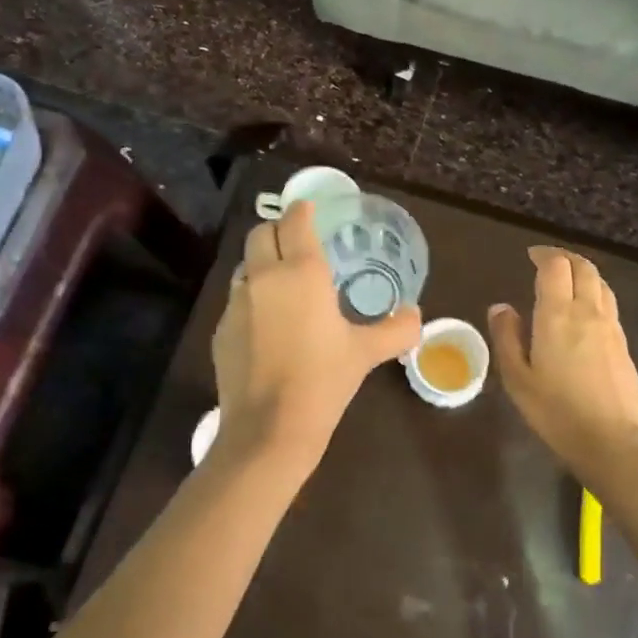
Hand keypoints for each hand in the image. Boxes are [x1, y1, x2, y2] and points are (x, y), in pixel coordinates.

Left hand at [211, 200, 422, 474]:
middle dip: (276, 231)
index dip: (302, 210)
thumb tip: (416, 316)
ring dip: (261, 264)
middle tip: (296, 243)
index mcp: (301, 273)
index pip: (295, 222)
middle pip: (260, 233)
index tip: (309, 209)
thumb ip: (396, 329)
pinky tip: (266, 326)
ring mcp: (237, 303)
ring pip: (245, 266)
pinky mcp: (221, 329)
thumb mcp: (365, 353)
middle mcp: (264, 277)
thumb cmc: (323, 381)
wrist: (270, 428)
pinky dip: (251, 300)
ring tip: (281, 285)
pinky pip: (236, 300)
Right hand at [490, 247, 637, 474]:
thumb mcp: (517, 378)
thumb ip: (507, 338)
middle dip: (565, 258)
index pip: (555, 267)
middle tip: (548, 261)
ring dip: (583, 273)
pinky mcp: (624, 344)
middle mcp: (587, 312)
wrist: (613, 440)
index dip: (544, 255)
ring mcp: (611, 327)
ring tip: (567, 280)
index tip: (531, 255)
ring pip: (601, 284)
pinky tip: (585, 311)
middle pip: (583, 268)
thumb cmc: (556, 411)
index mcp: (557, 315)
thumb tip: (501, 307)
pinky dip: (595, 294)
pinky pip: (609, 304)